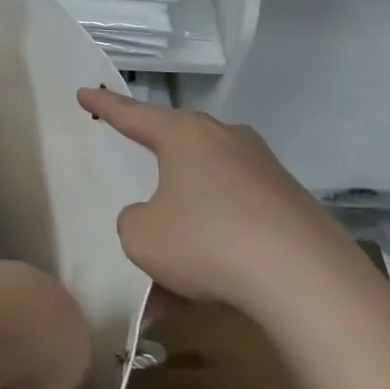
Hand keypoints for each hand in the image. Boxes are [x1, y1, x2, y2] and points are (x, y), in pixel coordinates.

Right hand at [78, 88, 384, 336]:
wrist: (305, 279)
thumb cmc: (206, 241)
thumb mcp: (141, 236)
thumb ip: (135, 220)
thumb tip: (157, 218)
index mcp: (186, 136)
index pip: (134, 114)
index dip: (105, 105)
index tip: (84, 91)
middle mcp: (227, 141)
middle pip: (178, 152)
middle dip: (155, 173)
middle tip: (136, 181)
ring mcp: (264, 173)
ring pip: (207, 198)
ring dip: (184, 234)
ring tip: (165, 285)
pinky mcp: (291, 207)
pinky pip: (236, 224)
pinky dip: (215, 252)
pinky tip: (202, 296)